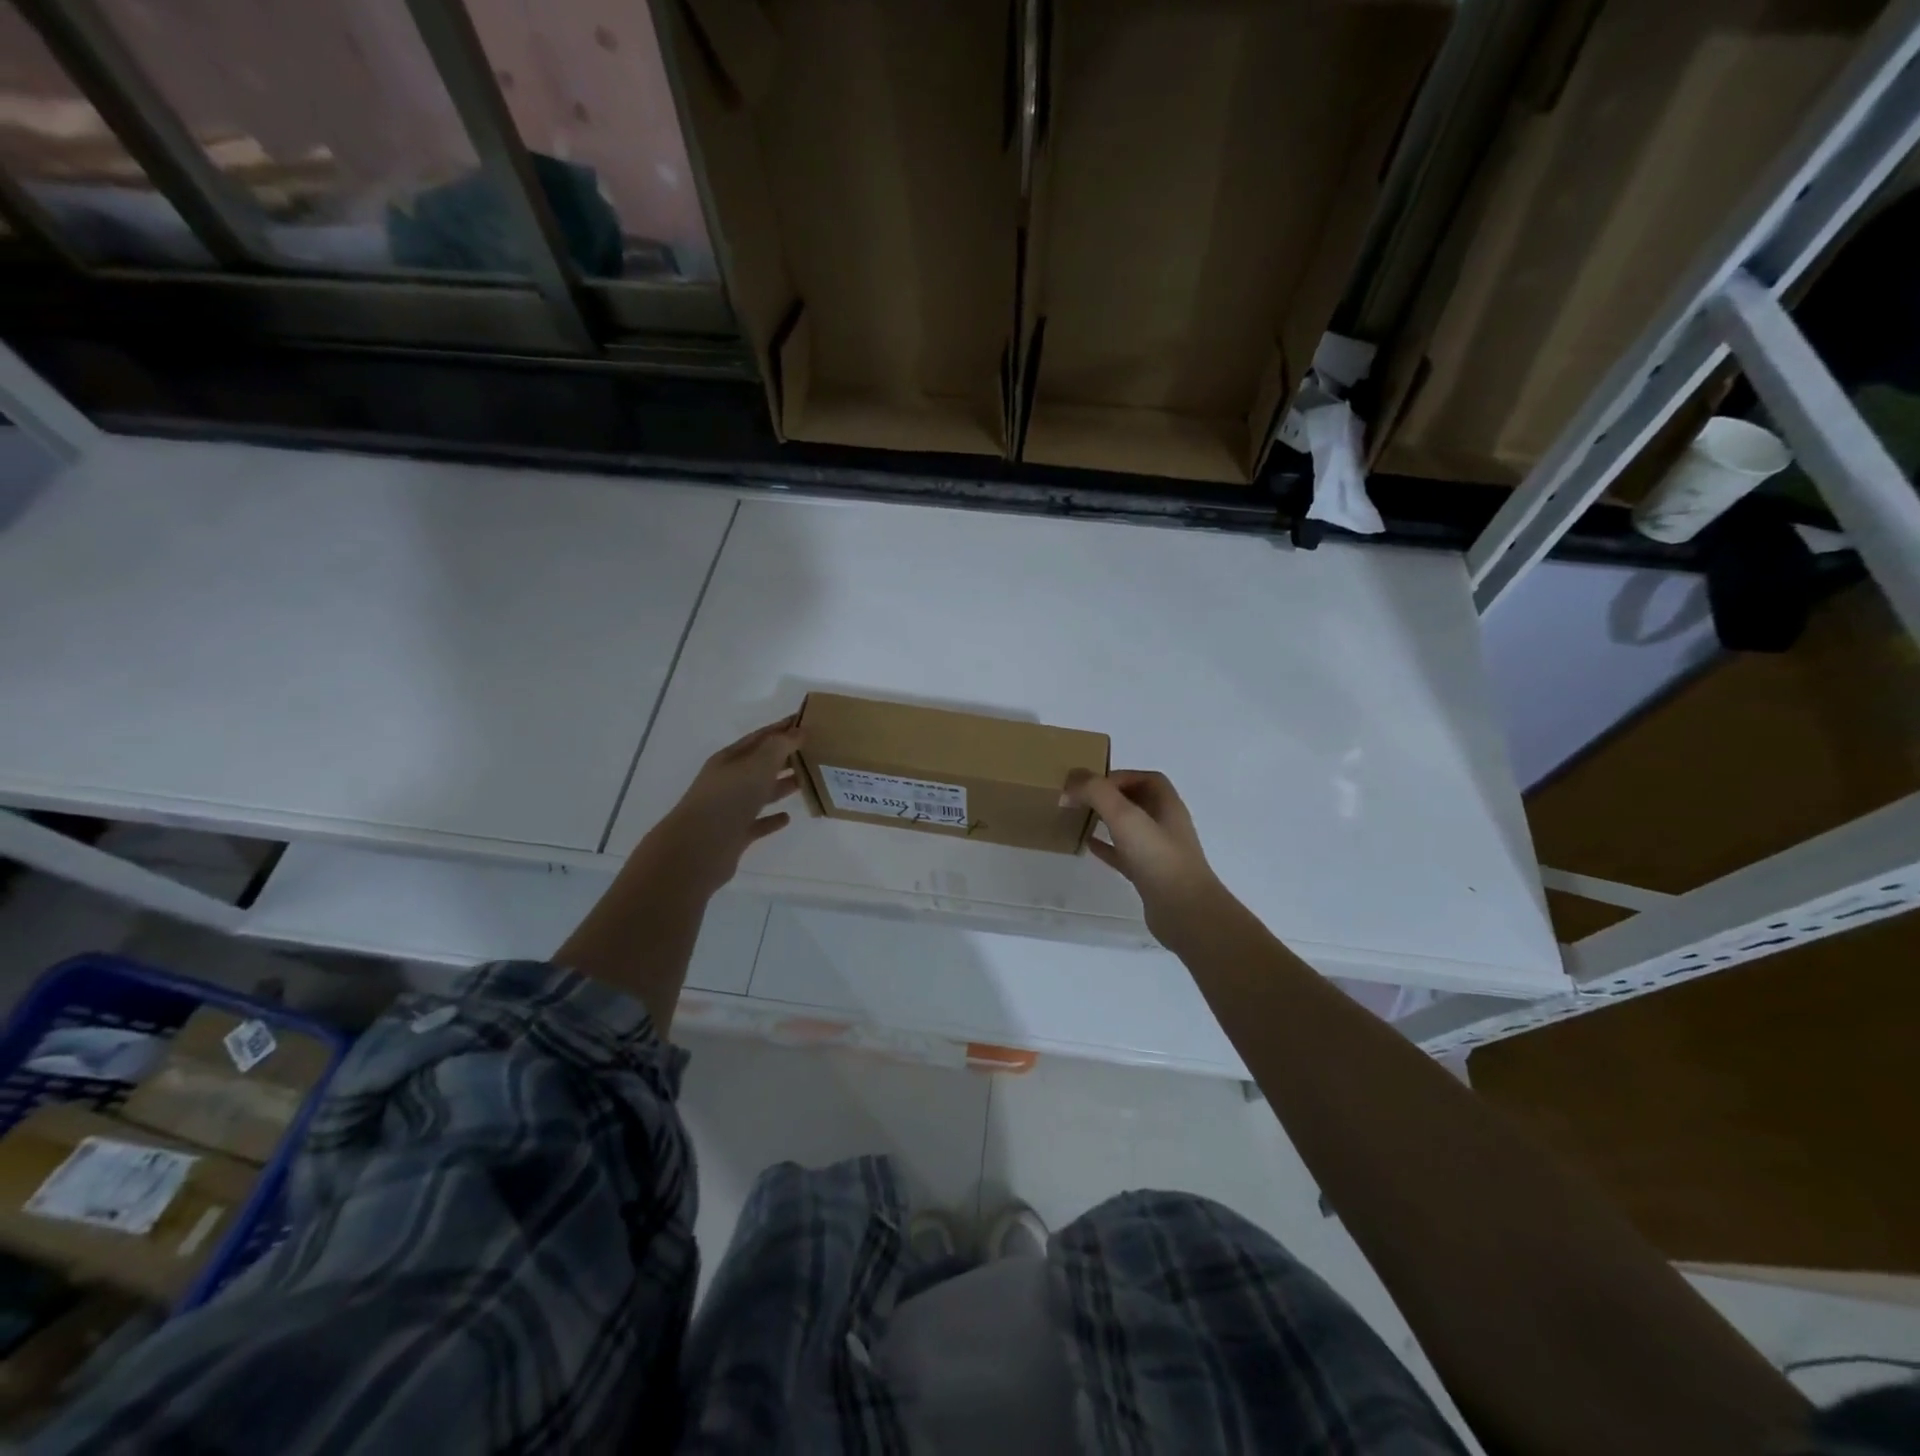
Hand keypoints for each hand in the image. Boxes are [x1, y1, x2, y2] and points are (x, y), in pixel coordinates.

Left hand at [642, 718, 802, 895]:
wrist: (698, 849)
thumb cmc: (729, 799)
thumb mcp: (757, 765)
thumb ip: (780, 746)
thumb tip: (800, 731)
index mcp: (730, 759)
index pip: (761, 737)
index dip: (783, 728)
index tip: (807, 722)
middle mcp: (729, 781)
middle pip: (761, 764)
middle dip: (786, 757)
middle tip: (815, 752)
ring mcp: (730, 809)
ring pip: (761, 792)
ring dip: (782, 786)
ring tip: (807, 781)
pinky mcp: (735, 835)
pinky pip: (758, 822)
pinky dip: (772, 819)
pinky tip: (787, 817)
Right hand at [1063, 770, 1226, 942]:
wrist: (1184, 912)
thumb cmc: (1157, 858)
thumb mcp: (1125, 816)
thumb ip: (1097, 792)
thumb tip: (1071, 783)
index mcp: (1167, 805)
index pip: (1146, 779)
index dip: (1120, 776)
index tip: (1091, 784)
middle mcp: (1166, 825)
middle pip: (1138, 801)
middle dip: (1110, 797)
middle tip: (1081, 799)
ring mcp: (1159, 852)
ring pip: (1130, 828)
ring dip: (1107, 821)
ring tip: (1081, 818)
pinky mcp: (1149, 876)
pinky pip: (1124, 855)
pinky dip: (1107, 847)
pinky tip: (1088, 846)